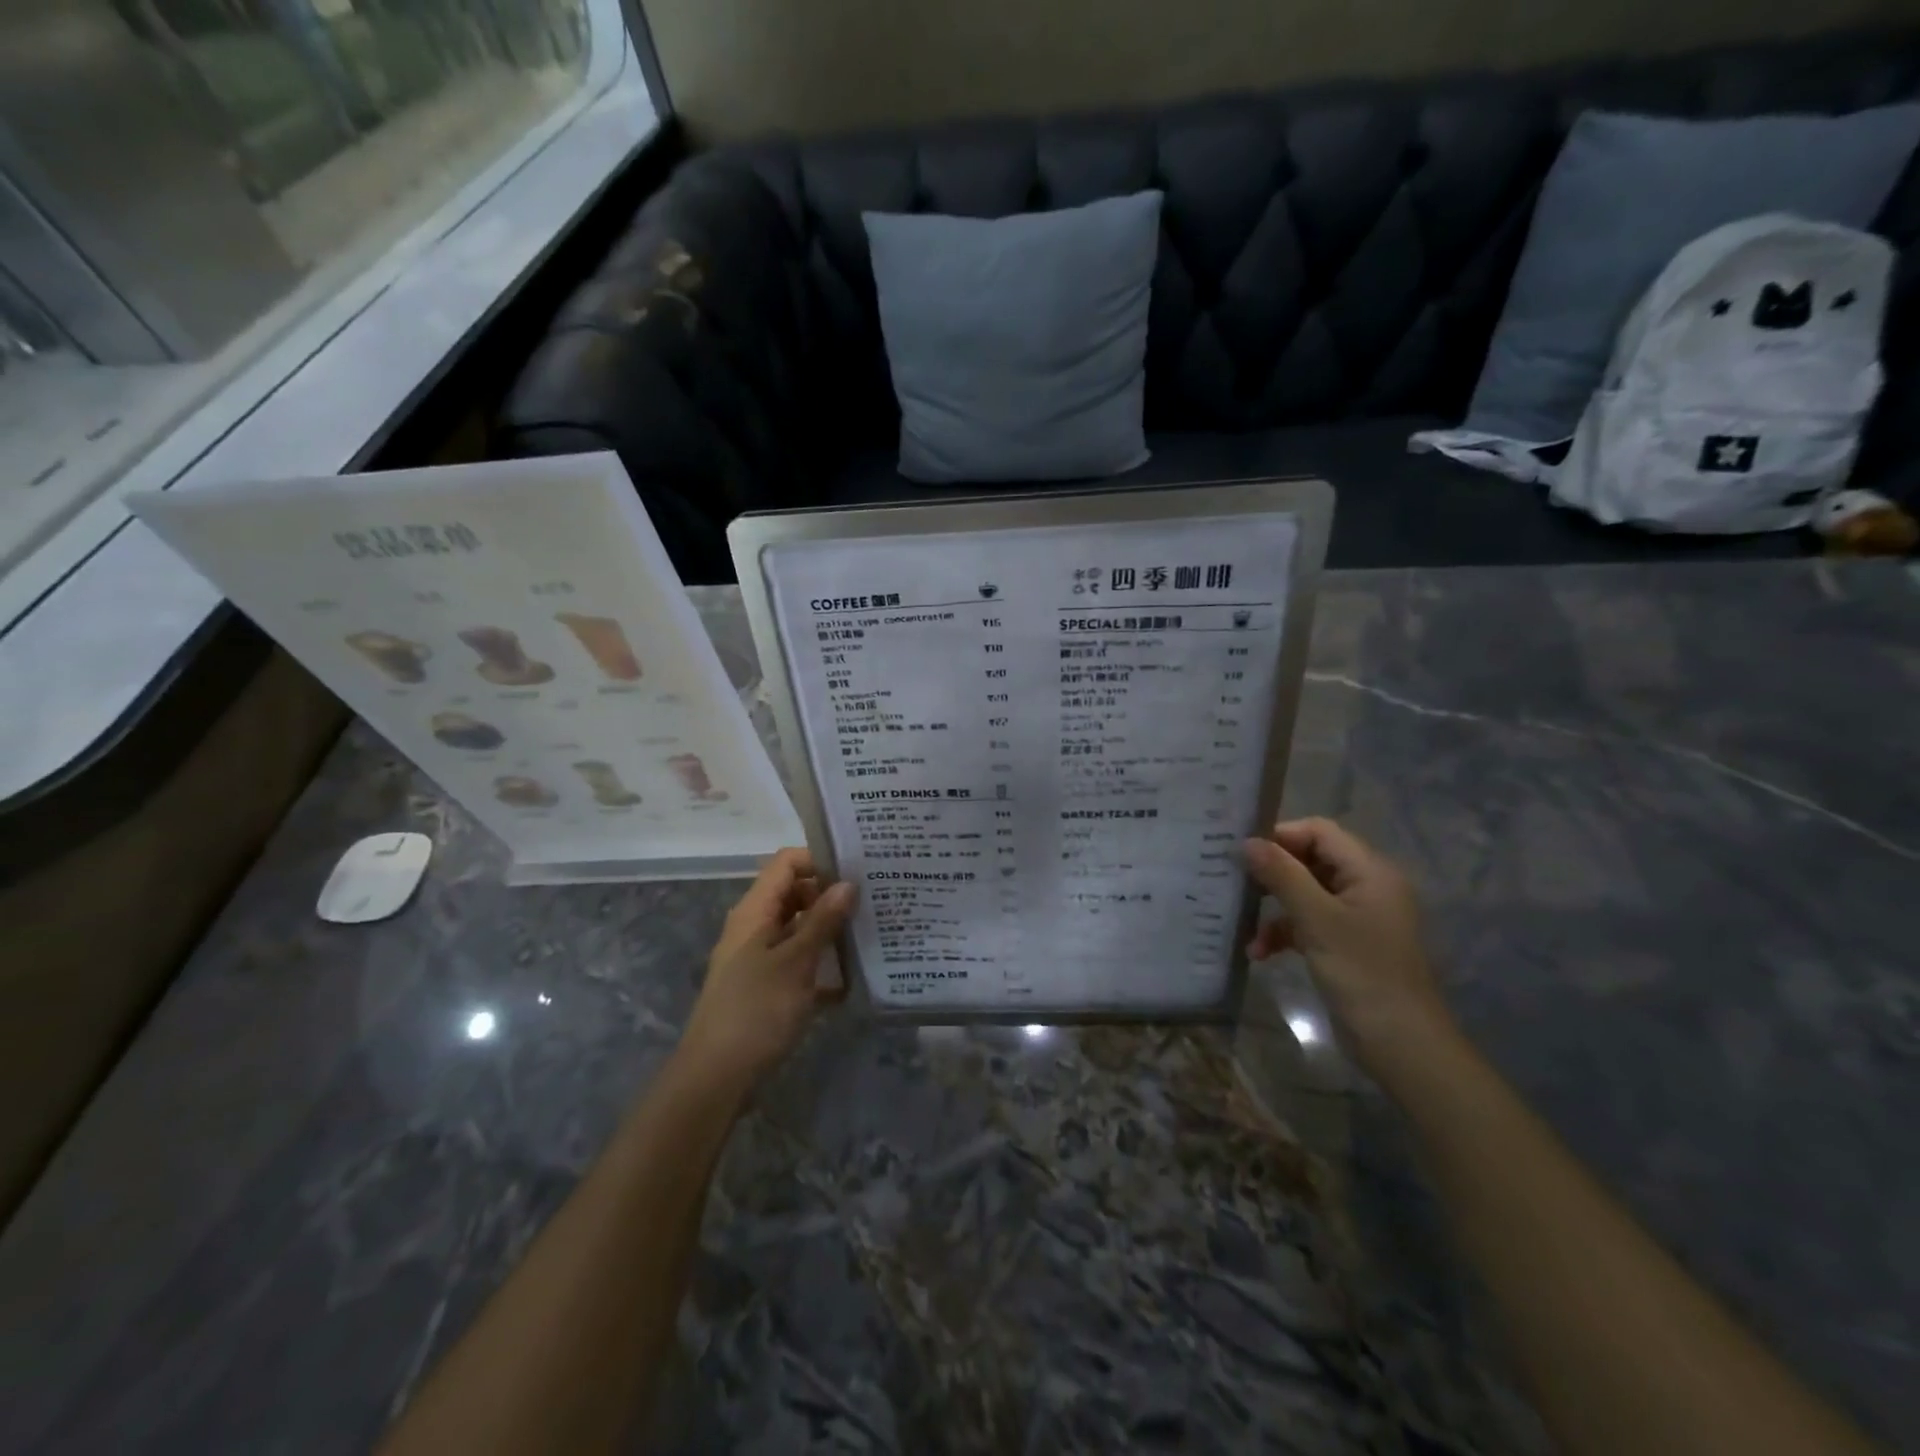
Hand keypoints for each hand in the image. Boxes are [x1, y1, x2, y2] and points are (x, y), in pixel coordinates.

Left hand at [680, 848, 855, 1089]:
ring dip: (830, 929)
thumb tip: (848, 883)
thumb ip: (822, 921)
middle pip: (794, 893)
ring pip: (799, 929)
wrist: (716, 1077)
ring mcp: (759, 958)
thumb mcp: (795, 962)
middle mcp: (755, 927)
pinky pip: (799, 962)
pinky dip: (823, 965)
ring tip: (871, 931)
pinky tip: (854, 978)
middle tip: (873, 899)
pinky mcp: (767, 987)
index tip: (857, 869)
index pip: (786, 863)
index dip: (819, 860)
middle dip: (831, 894)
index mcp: (755, 911)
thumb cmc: (756, 1011)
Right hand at [1243, 819, 1456, 1083]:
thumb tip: (1247, 841)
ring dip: (1274, 909)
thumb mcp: (1317, 919)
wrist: (1401, 1044)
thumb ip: (1282, 875)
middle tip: (1234, 882)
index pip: (1320, 832)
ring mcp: (1357, 917)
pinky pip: (1309, 923)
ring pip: (1305, 894)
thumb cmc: (1362, 972)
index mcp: (1370, 871)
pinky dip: (1284, 933)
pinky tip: (1260, 953)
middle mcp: (1366, 886)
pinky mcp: (1347, 944)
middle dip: (1272, 873)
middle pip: (1311, 860)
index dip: (1281, 836)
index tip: (1243, 852)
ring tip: (1244, 927)